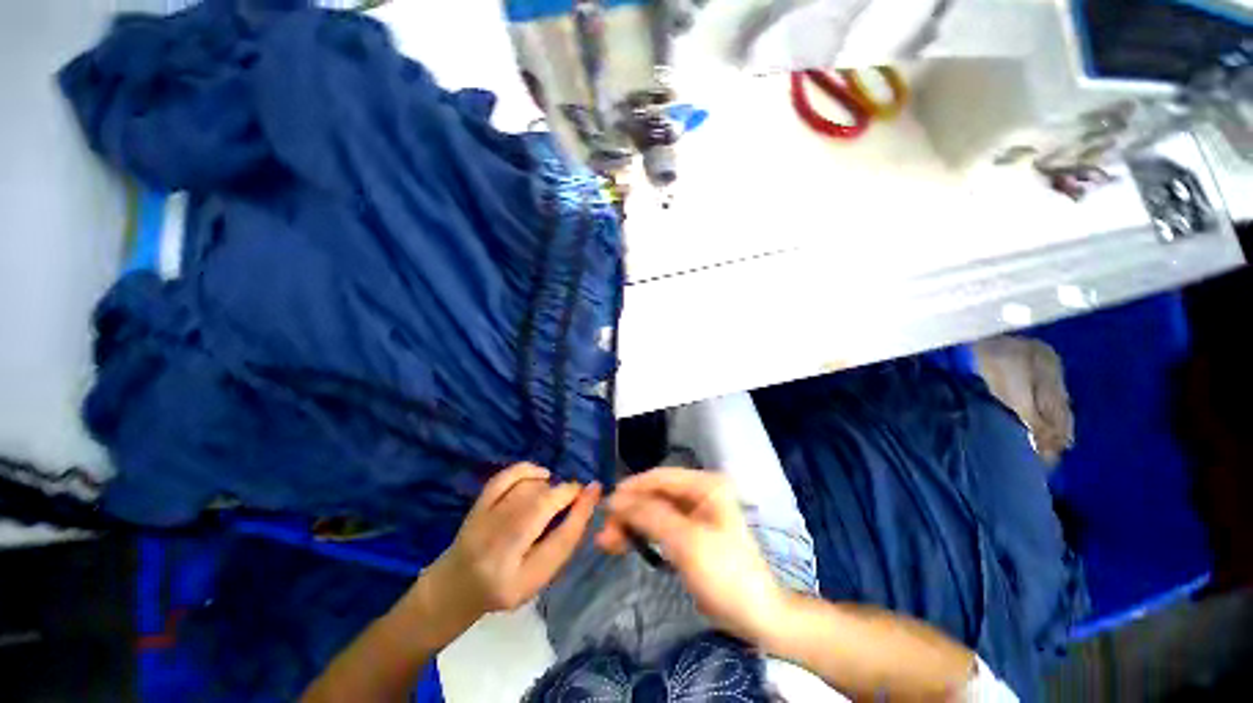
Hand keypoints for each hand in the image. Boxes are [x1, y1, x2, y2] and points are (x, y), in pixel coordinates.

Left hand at [418, 463, 599, 639]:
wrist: (456, 586)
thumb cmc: (506, 585)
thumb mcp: (540, 575)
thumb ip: (565, 540)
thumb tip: (589, 497)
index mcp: (516, 576)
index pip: (557, 539)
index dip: (580, 510)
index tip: (595, 490)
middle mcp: (496, 547)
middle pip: (541, 506)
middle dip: (564, 494)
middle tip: (573, 498)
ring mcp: (483, 521)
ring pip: (527, 490)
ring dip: (548, 488)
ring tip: (552, 499)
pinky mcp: (478, 504)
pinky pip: (506, 477)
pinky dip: (527, 469)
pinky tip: (541, 475)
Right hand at [597, 468, 786, 644]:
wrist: (755, 616)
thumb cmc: (725, 573)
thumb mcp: (686, 541)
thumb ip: (650, 515)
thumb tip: (615, 498)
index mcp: (705, 485)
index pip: (661, 477)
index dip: (632, 488)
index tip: (606, 504)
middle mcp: (699, 492)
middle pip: (655, 494)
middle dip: (629, 511)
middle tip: (605, 532)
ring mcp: (694, 513)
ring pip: (653, 510)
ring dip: (631, 524)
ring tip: (607, 542)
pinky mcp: (688, 533)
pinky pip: (659, 526)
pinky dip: (641, 534)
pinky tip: (622, 544)